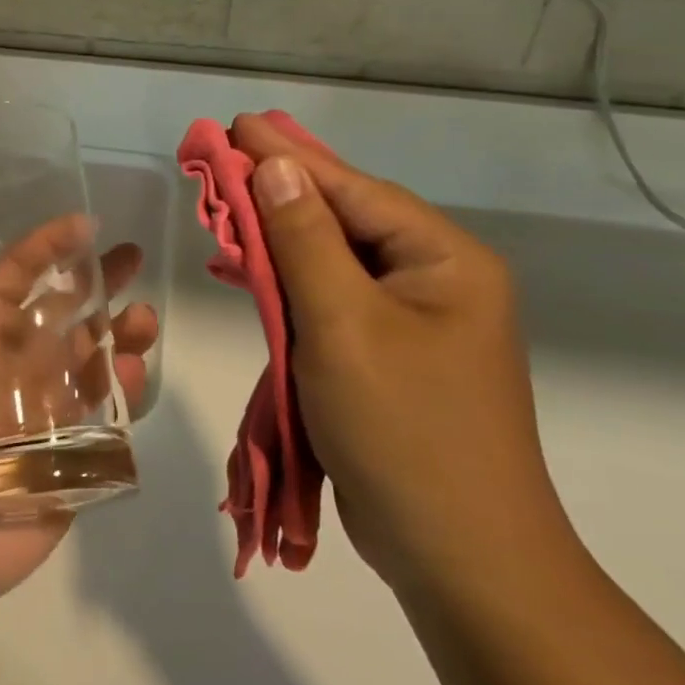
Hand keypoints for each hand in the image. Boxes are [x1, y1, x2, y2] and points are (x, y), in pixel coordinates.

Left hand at [0, 220, 156, 617]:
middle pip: (67, 310)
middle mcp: (17, 363)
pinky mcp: (72, 452)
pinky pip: (106, 412)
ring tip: (143, 318)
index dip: (46, 246)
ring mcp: (48, 407)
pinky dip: (126, 388)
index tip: (82, 223)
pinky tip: (134, 372)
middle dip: (100, 280)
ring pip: (95, 356)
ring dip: (122, 331)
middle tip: (132, 256)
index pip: (16, 277)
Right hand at [231, 114, 577, 600]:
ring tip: (226, 208)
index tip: (235, 125)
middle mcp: (434, 280)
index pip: (352, 189)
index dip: (288, 156)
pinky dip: (287, 284)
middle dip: (279, 192)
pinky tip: (249, 272)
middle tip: (223, 158)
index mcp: (443, 260)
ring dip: (278, 237)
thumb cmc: (404, 430)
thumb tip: (276, 168)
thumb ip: (306, 241)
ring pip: (332, 260)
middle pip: (344, 218)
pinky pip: (330, 300)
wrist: (461, 560)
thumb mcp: (344, 325)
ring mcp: (413, 320)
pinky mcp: (387, 355)